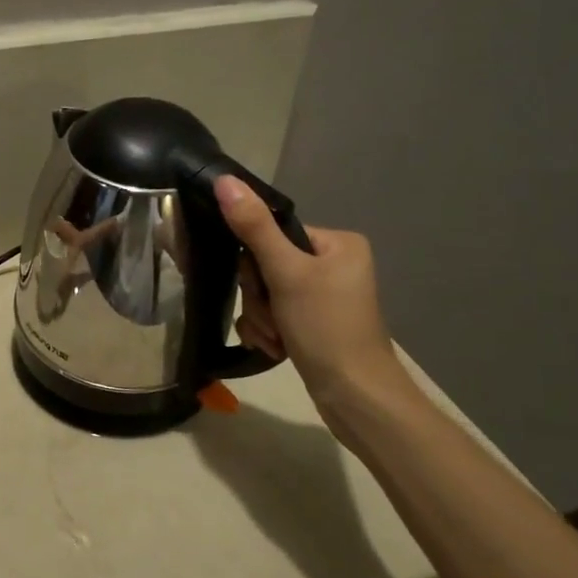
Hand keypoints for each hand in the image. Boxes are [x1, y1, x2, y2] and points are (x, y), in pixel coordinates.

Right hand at [214, 176, 404, 406]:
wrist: (355, 398)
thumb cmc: (327, 328)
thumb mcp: (287, 274)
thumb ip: (253, 227)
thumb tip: (223, 179)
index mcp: (337, 243)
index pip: (274, 235)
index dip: (257, 263)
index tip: (264, 287)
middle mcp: (334, 265)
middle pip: (267, 266)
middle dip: (260, 297)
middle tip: (275, 318)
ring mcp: (324, 297)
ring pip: (265, 294)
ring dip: (262, 318)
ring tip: (279, 339)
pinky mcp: (314, 324)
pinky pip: (274, 315)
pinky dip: (269, 332)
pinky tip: (278, 349)